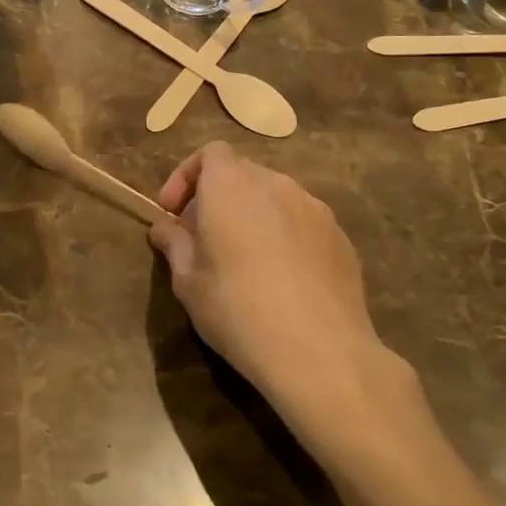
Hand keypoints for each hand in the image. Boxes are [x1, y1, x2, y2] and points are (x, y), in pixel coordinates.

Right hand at [148, 143, 423, 458]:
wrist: (320, 352)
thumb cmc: (237, 310)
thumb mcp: (188, 281)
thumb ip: (175, 244)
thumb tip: (165, 227)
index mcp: (232, 186)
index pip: (210, 153)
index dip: (186, 176)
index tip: (173, 212)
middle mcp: (276, 185)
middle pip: (241, 173)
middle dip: (217, 196)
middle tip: (202, 238)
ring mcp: (314, 209)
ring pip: (274, 197)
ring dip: (252, 214)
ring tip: (243, 258)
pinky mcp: (340, 236)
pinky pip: (301, 222)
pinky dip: (283, 234)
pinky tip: (281, 278)